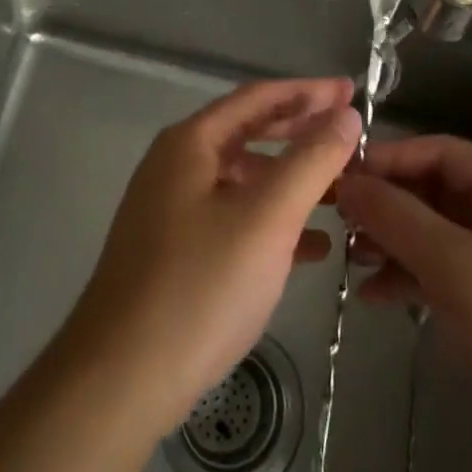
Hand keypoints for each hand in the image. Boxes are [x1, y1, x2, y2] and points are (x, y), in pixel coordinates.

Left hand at [64, 77, 360, 432]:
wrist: (120, 380)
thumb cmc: (199, 286)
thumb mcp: (267, 218)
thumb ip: (311, 161)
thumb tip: (346, 115)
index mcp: (191, 143)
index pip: (258, 98)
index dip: (308, 91)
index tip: (352, 91)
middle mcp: (177, 166)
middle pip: (250, 133)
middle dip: (301, 131)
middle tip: (350, 132)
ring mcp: (172, 210)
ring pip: (244, 180)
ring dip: (292, 180)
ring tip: (342, 190)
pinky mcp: (176, 252)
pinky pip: (234, 219)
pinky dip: (273, 221)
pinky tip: (313, 247)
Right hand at [335, 134, 471, 466]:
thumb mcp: (460, 271)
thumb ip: (399, 219)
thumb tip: (347, 180)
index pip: (446, 152)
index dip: (391, 158)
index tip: (339, 174)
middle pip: (440, 193)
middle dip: (390, 204)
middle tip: (336, 219)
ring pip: (440, 235)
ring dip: (395, 242)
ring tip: (349, 258)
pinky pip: (448, 275)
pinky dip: (413, 278)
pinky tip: (375, 296)